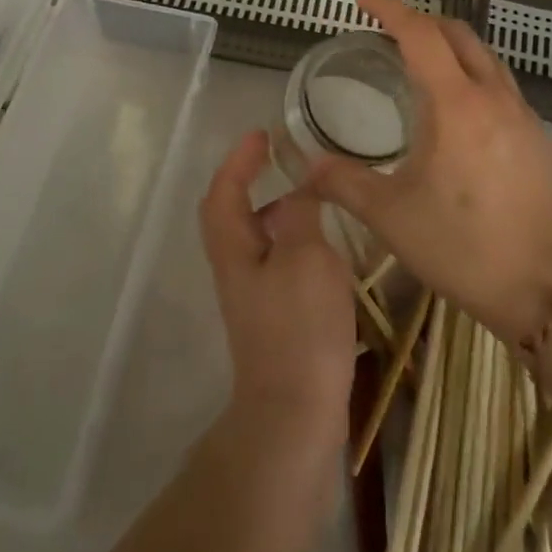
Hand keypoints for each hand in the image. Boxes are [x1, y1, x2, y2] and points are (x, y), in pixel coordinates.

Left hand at [199, 131, 357, 446]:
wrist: (294, 416)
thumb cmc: (299, 328)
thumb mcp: (307, 258)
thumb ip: (301, 216)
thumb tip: (297, 189)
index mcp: (234, 248)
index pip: (224, 190)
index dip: (239, 160)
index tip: (262, 135)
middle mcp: (236, 269)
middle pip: (231, 215)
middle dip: (250, 182)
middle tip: (283, 163)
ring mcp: (253, 298)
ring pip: (257, 240)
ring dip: (277, 213)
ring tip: (314, 201)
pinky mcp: (273, 320)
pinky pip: (277, 264)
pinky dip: (294, 244)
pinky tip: (327, 252)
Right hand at [308, 0, 551, 343]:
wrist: (543, 288)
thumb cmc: (461, 246)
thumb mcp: (390, 216)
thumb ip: (343, 182)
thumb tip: (307, 166)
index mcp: (456, 104)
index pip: (420, 33)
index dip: (389, 8)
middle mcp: (493, 96)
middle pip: (457, 33)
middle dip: (419, 21)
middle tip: (386, 31)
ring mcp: (521, 113)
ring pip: (484, 55)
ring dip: (449, 44)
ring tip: (419, 60)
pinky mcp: (536, 135)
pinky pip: (500, 82)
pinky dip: (472, 72)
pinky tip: (457, 106)